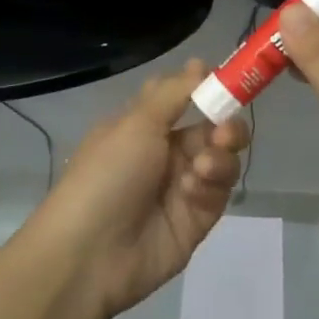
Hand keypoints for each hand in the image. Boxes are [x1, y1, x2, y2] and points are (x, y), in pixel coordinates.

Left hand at [30, 60, 250, 318]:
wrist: (89, 254)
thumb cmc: (107, 175)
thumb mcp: (137, 123)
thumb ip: (176, 93)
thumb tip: (201, 64)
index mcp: (144, 125)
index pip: (182, 96)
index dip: (205, 87)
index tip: (229, 79)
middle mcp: (165, 152)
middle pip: (211, 127)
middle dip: (224, 124)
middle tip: (224, 132)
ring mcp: (182, 186)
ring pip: (221, 158)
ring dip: (219, 156)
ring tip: (204, 167)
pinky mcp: (197, 218)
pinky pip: (218, 192)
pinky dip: (211, 186)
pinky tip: (193, 191)